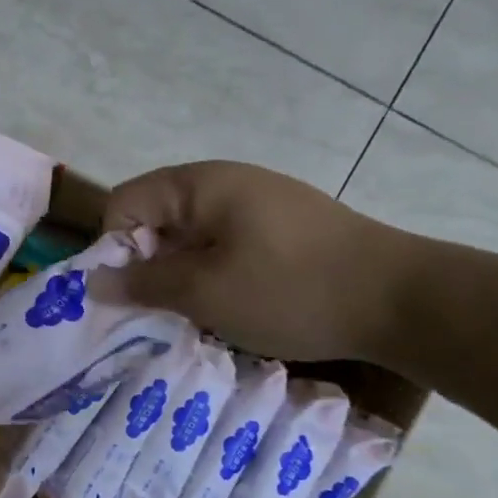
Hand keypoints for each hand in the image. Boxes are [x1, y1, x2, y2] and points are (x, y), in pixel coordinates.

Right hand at [95, 162, 412, 363]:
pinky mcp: (285, 226)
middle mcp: (225, 181)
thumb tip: (93, 282)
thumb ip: (144, 284)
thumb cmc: (291, 289)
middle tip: (159, 313)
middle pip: (157, 217)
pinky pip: (227, 244)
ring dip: (183, 274)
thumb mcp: (205, 292)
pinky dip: (216, 274)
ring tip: (198, 315)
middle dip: (148, 265)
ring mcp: (259, 202)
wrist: (404, 300)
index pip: (124, 203)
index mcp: (199, 184)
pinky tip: (235, 306)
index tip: (128, 295)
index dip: (114, 249)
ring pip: (193, 236)